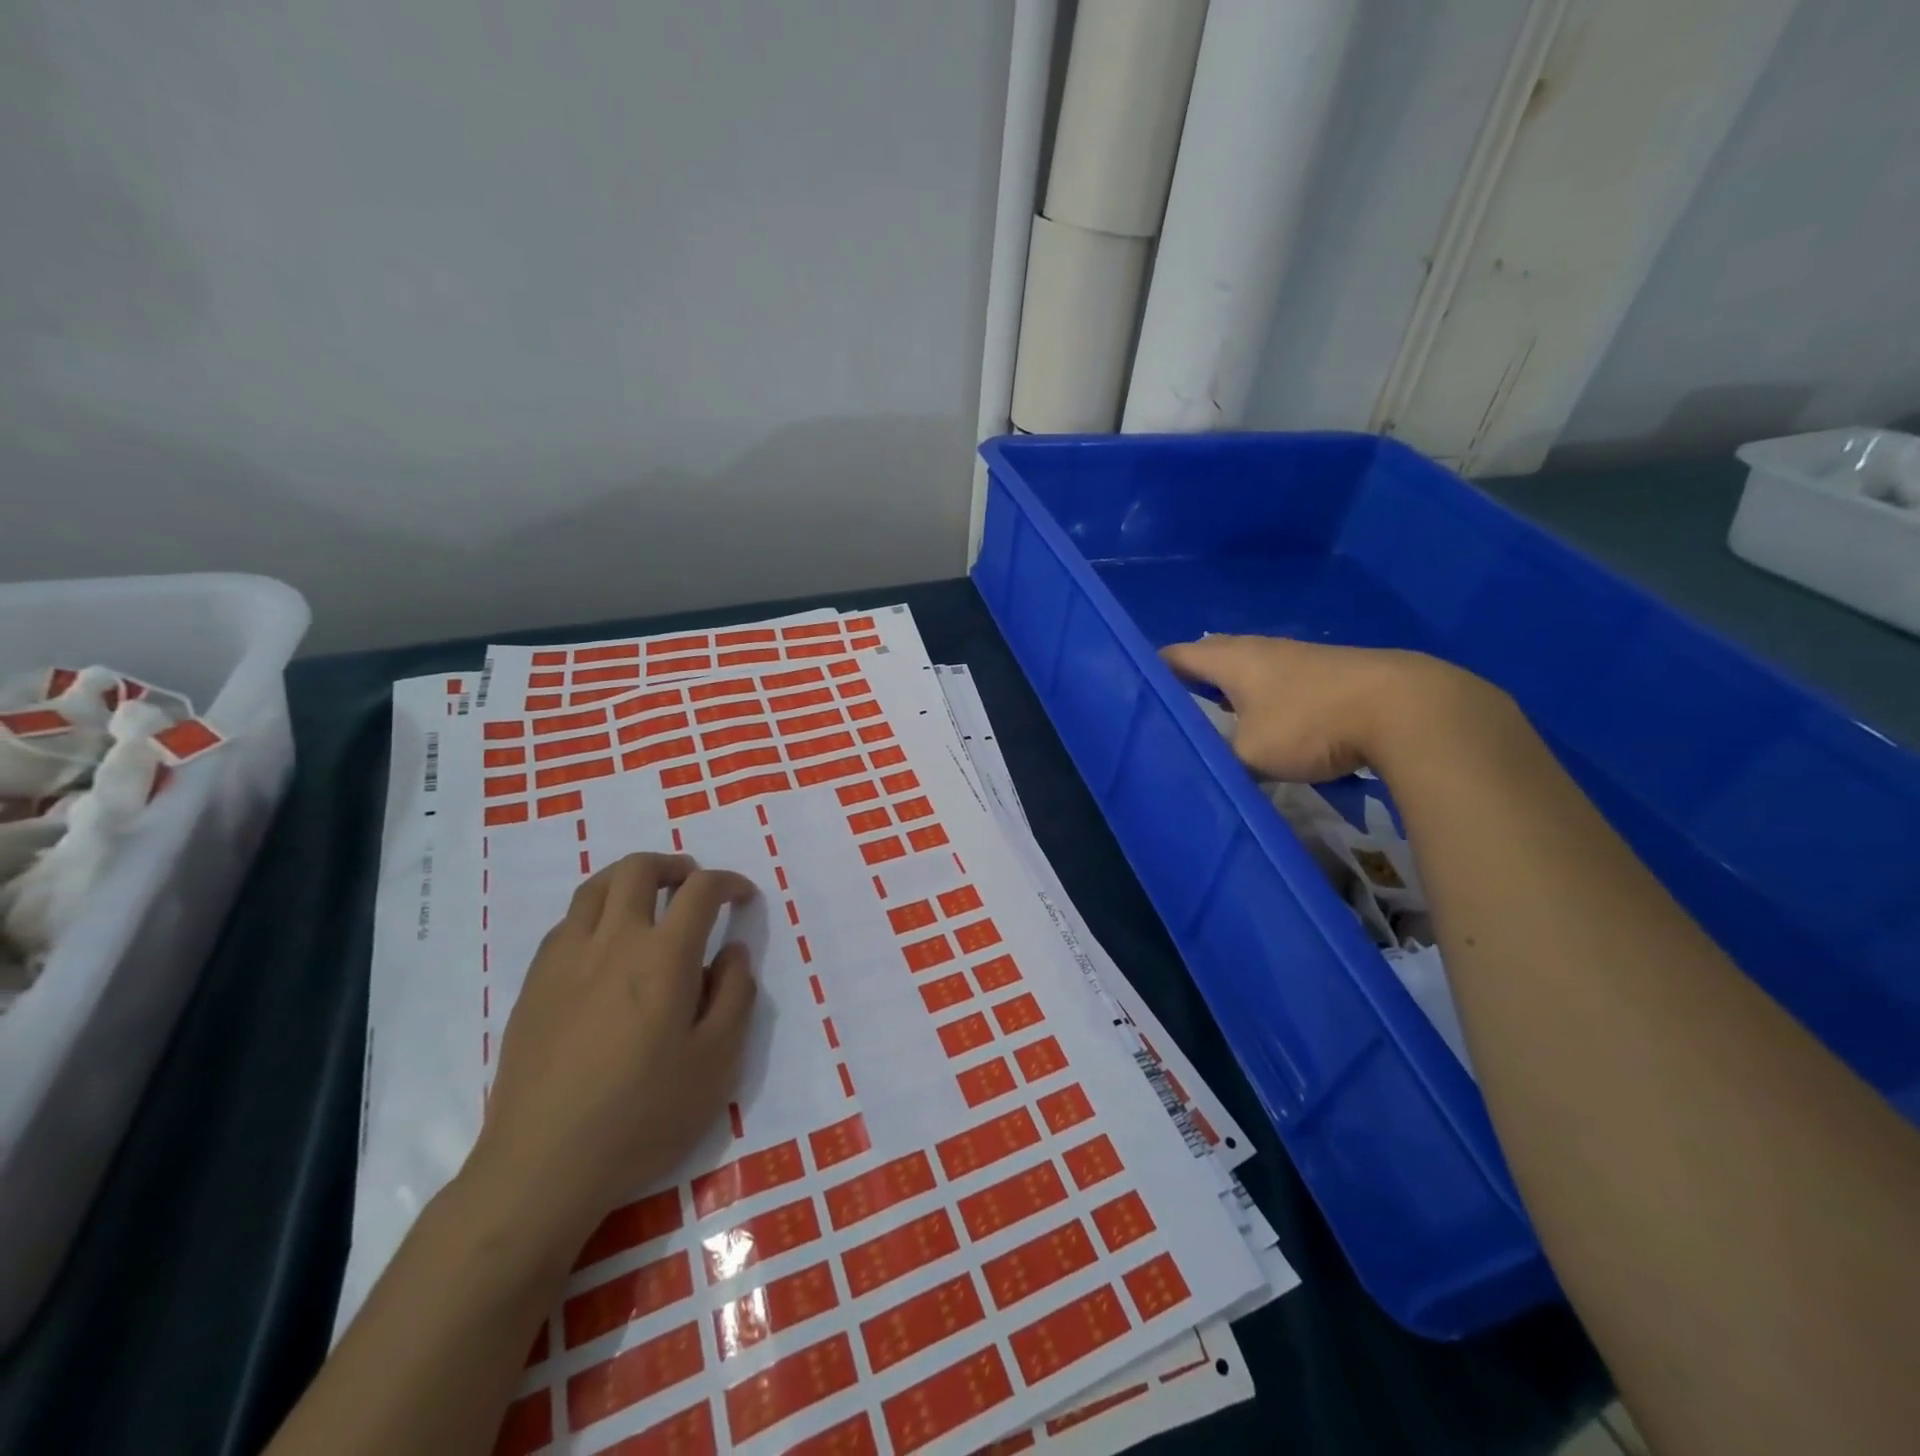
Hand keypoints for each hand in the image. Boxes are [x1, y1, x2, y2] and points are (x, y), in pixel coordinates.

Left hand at [465, 853, 757, 1248]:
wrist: (542, 1166)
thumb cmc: (643, 1116)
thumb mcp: (716, 1062)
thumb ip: (735, 995)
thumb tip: (734, 951)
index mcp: (663, 957)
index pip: (700, 890)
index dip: (728, 881)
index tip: (743, 896)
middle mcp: (613, 942)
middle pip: (638, 869)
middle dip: (674, 865)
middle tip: (693, 884)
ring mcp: (565, 960)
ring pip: (596, 887)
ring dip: (630, 879)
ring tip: (651, 900)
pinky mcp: (534, 984)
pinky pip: (567, 923)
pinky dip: (596, 913)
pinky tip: (606, 946)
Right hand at [1160, 635, 1482, 781]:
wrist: (1406, 708)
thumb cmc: (1311, 723)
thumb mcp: (1250, 755)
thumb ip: (1219, 762)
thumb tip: (1200, 774)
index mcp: (1232, 659)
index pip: (1175, 656)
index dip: (1150, 673)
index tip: (1134, 695)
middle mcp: (1261, 650)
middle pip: (1212, 658)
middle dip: (1190, 682)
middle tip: (1172, 710)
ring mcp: (1299, 658)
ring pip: (1250, 671)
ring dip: (1230, 692)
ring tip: (1216, 721)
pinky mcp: (1330, 674)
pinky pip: (1279, 683)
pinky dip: (1263, 700)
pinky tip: (1269, 726)